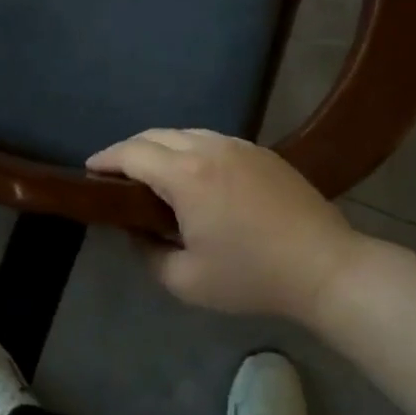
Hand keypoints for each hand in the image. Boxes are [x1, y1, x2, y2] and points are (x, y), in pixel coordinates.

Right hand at [86, 130, 361, 323]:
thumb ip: (148, 255)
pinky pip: (211, 139)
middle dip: (128, 150)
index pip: (131, 154)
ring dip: (159, 147)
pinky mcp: (260, 151)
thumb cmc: (252, 276)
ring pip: (184, 132)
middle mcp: (207, 148)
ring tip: (151, 172)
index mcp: (185, 175)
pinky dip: (189, 148)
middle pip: (154, 135)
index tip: (89, 170)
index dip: (105, 159)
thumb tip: (136, 232)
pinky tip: (194, 174)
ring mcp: (237, 145)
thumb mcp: (187, 282)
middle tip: (115, 173)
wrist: (325, 267)